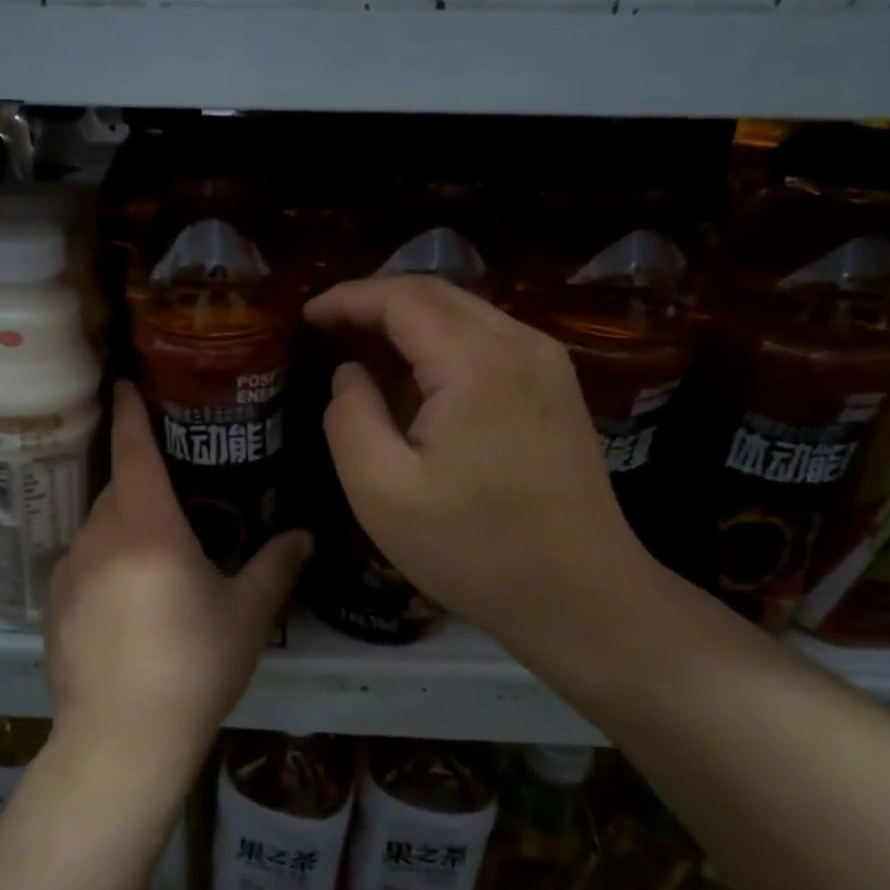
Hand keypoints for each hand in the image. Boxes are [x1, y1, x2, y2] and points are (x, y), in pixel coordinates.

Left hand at [43, 382, 311, 794]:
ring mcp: (70, 571)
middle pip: (117, 487)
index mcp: (148, 527)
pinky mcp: (53, 605)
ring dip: (123, 523)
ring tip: (154, 552)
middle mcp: (101, 536)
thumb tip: (303, 535)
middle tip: (171, 487)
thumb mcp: (246, 615)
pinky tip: (126, 599)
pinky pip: (82, 562)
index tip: (125, 384)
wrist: (120, 740)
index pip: (134, 451)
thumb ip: (275, 567)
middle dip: (139, 478)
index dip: (131, 413)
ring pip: (97, 525)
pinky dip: (104, 561)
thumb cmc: (193, 666)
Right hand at [305, 275, 650, 650]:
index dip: (348, 299)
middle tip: (328, 328)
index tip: (306, 315)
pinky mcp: (557, 386)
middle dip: (375, 302)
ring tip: (363, 349)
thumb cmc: (475, 549)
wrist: (583, 596)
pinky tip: (417, 378)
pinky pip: (488, 339)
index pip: (401, 299)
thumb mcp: (381, 492)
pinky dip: (442, 342)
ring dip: (409, 321)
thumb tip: (349, 373)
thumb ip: (349, 419)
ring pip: (464, 312)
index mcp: (475, 362)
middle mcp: (519, 344)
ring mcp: (547, 362)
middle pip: (436, 293)